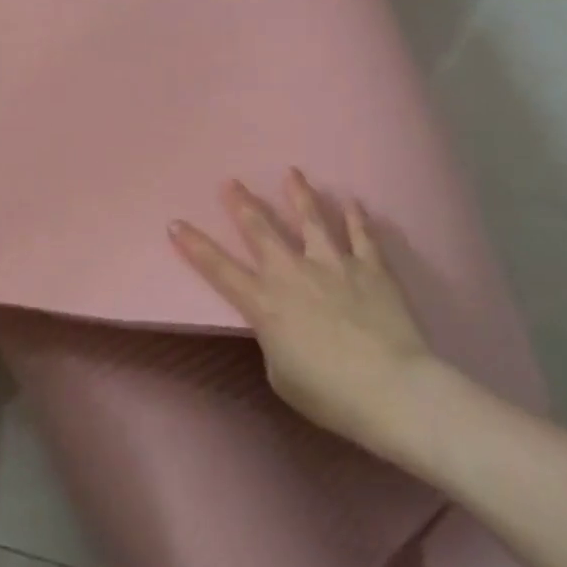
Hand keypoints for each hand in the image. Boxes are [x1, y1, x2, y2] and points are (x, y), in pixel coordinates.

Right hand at [169, 170, 442, 458]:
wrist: (391, 390)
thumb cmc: (329, 393)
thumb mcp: (281, 374)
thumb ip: (274, 339)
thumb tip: (282, 323)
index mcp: (264, 302)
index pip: (218, 268)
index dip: (194, 245)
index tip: (175, 222)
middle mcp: (292, 272)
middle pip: (261, 229)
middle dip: (242, 203)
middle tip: (231, 181)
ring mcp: (334, 265)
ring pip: (311, 219)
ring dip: (299, 194)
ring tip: (292, 172)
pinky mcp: (371, 268)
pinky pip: (361, 235)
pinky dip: (354, 216)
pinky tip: (351, 200)